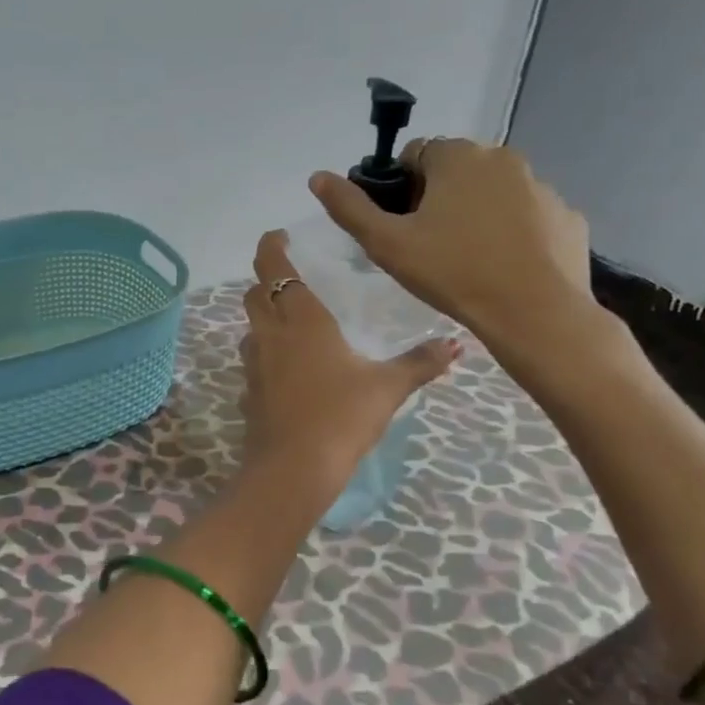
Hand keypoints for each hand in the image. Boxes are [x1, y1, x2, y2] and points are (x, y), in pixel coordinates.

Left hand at [239, 230, 460, 495]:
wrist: (292, 468)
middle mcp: (270, 334)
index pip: (274, 268)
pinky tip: (288, 368)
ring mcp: (253, 364)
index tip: (278, 236)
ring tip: (292, 320)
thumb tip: (456, 344)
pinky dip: (266, 353)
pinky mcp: (248, 392)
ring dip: (264, 316)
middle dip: (266, 279)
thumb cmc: (340, 416)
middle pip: (254, 294)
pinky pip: (253, 361)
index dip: (271, 247)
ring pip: (251, 327)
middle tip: (289, 276)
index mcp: (300, 320)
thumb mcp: (387, 387)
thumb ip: (420, 363)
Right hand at [310, 139, 593, 350]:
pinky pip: (527, 216)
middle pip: (456, 170)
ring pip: (493, 192)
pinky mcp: (566, 216)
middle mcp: (503, 158)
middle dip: (438, 197)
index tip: (400, 224)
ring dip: (476, 212)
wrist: (533, 313)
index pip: (416, 154)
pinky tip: (502, 265)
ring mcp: (542, 186)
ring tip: (466, 259)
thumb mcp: (387, 243)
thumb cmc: (452, 272)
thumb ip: (349, 207)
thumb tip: (317, 176)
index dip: (400, 188)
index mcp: (458, 157)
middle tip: (428, 244)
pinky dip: (512, 231)